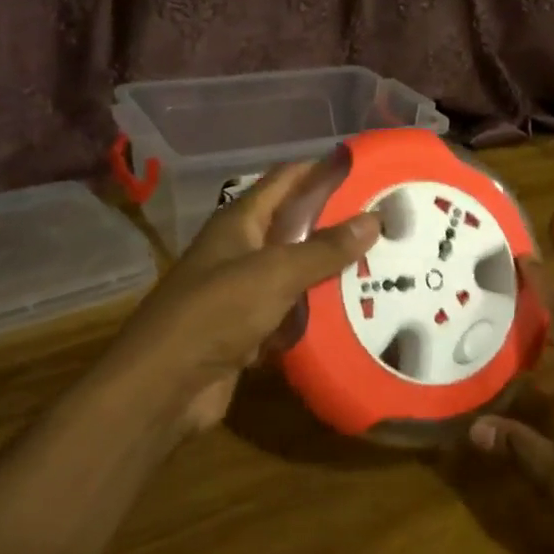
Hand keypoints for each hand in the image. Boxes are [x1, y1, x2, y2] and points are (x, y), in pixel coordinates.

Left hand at [112, 162, 380, 435]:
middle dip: (337, 222)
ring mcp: (244, 291)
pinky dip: (318, 313)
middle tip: (387, 221)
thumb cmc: (216, 313)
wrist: (165, 386)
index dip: (321, 169)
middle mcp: (241, 250)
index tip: (366, 168)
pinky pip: (292, 313)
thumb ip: (324, 249)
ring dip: (332, 270)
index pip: (286, 180)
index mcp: (240, 222)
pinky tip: (357, 313)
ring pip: (297, 273)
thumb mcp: (275, 273)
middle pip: (295, 227)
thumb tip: (373, 219)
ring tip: (385, 263)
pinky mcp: (250, 329)